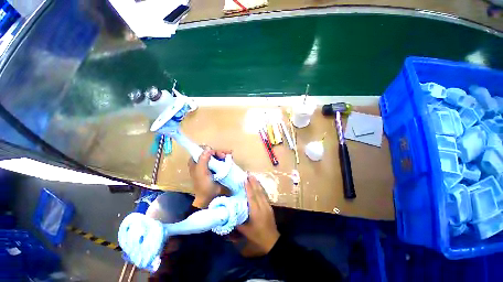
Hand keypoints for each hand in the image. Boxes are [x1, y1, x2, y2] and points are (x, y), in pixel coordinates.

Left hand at [188, 148, 230, 207]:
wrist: (210, 198)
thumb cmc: (204, 186)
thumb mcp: (201, 172)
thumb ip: (203, 160)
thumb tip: (208, 148)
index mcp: (195, 163)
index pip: (201, 151)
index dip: (209, 149)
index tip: (216, 152)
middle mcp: (202, 163)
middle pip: (211, 153)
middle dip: (218, 152)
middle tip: (226, 155)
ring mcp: (211, 166)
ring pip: (217, 156)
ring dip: (223, 155)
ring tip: (230, 156)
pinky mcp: (217, 170)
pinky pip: (221, 161)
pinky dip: (226, 159)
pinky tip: (230, 159)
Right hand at [237, 175, 279, 254]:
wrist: (272, 241)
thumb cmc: (257, 237)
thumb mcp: (245, 231)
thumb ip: (237, 221)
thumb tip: (230, 212)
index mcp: (256, 212)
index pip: (252, 197)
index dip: (248, 187)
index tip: (245, 179)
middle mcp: (262, 206)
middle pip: (258, 192)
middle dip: (253, 182)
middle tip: (249, 174)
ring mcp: (267, 206)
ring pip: (262, 192)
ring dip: (257, 184)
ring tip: (253, 176)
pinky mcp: (269, 206)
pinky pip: (264, 195)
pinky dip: (260, 188)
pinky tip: (258, 185)